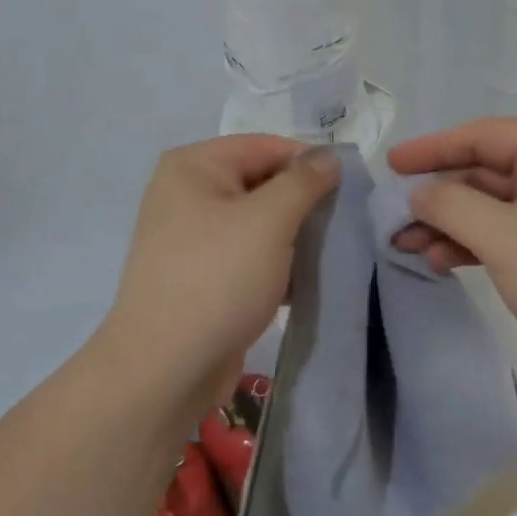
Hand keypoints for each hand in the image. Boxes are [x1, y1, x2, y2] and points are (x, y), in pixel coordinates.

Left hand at [100, 136, 338, 417]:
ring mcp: (192, 237)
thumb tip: (329, 157)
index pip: (267, 146)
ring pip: (259, 223)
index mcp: (195, 166)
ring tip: (330, 255)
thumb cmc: (218, 278)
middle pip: (263, 183)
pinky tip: (305, 284)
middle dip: (304, 203)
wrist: (165, 369)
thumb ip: (304, 181)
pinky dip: (277, 264)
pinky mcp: (202, 276)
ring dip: (295, 237)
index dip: (310, 163)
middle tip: (344, 224)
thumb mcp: (270, 220)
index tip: (350, 189)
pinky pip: (248, 256)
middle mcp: (188, 193)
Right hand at [388, 118, 516, 410]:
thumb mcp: (504, 236)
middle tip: (393, 215)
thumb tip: (418, 193)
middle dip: (438, 195)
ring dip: (449, 224)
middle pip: (484, 171)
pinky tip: (441, 261)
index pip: (482, 135)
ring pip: (491, 207)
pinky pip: (505, 235)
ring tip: (407, 246)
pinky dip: (472, 244)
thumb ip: (451, 205)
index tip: (391, 164)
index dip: (433, 148)